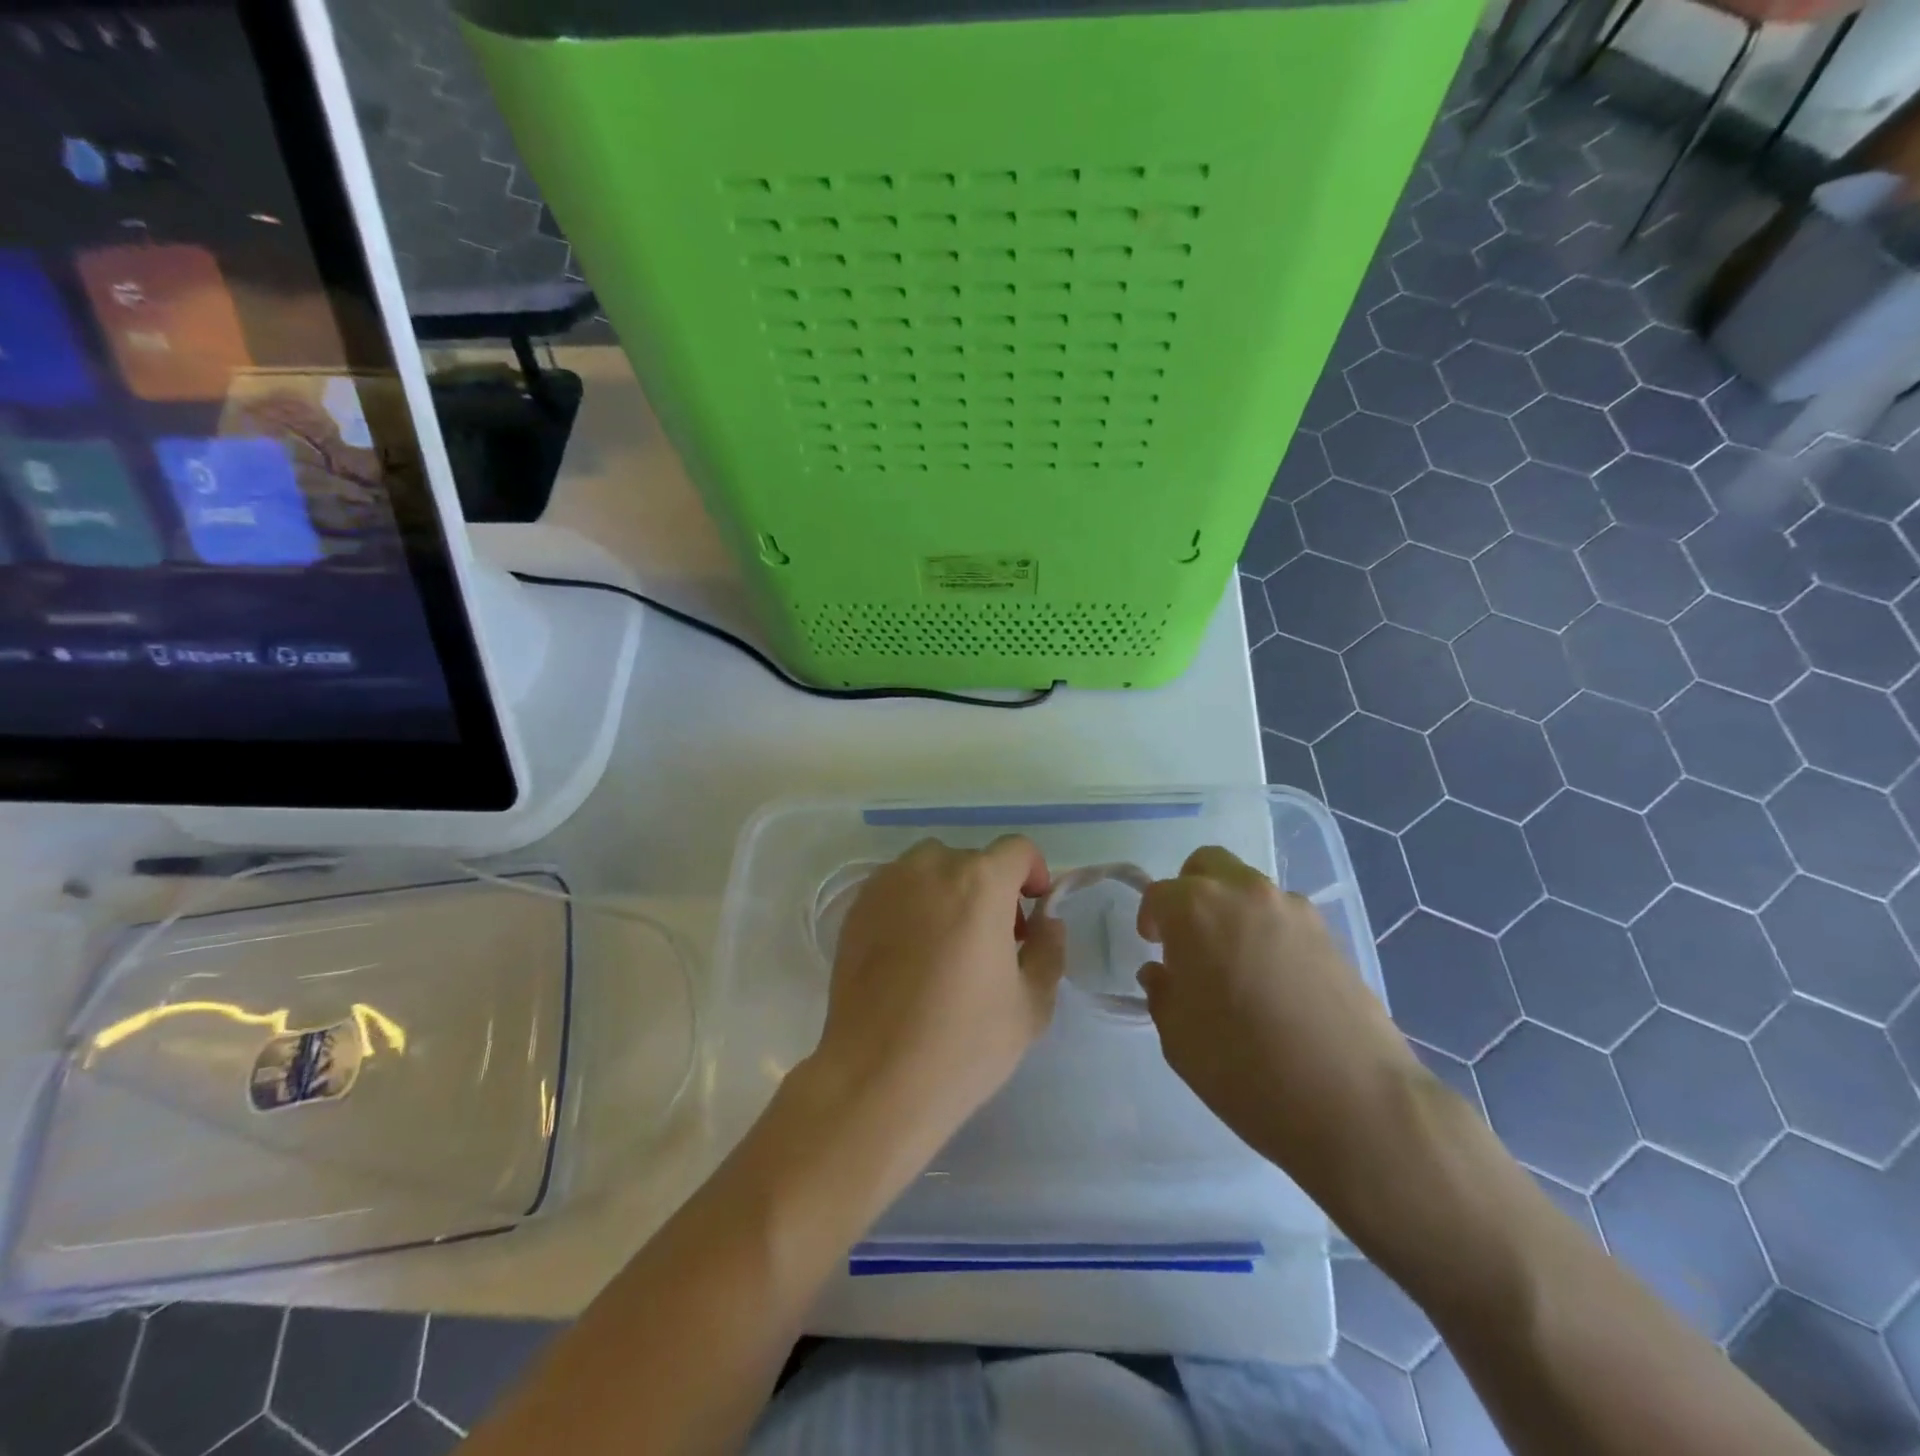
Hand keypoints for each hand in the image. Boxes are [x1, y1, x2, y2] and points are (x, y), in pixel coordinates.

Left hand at [808, 836, 1066, 1152]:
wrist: (876, 1078)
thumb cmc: (964, 1043)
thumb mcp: (1031, 1005)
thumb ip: (1049, 950)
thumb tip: (1046, 921)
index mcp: (980, 883)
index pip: (1017, 849)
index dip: (1033, 873)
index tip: (1032, 912)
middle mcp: (930, 868)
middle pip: (972, 860)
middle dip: (991, 890)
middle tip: (993, 941)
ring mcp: (886, 885)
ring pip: (930, 869)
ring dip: (949, 891)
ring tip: (948, 943)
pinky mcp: (856, 908)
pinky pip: (896, 888)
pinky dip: (912, 904)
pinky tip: (910, 954)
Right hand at [1137, 847, 1419, 1185]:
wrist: (1353, 1102)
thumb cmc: (1244, 1068)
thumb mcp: (1178, 1038)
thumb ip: (1162, 993)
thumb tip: (1163, 973)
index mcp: (1196, 910)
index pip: (1159, 893)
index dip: (1150, 919)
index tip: (1153, 948)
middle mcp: (1244, 894)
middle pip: (1206, 866)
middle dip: (1189, 892)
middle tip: (1188, 938)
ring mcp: (1293, 910)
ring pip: (1248, 887)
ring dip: (1231, 909)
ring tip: (1235, 963)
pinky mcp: (1330, 934)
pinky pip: (1283, 915)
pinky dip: (1267, 929)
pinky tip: (1273, 979)